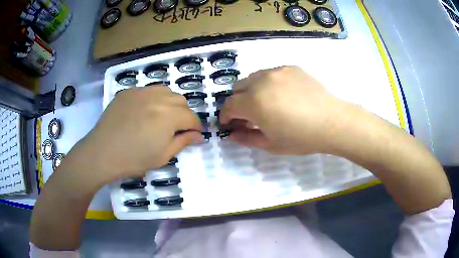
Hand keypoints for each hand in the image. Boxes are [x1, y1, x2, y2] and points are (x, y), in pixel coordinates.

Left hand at [64, 86, 201, 185]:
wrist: (102, 152)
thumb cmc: (134, 159)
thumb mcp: (163, 156)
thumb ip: (183, 142)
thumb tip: (199, 136)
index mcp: (169, 116)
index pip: (191, 117)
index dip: (195, 127)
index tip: (194, 135)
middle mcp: (158, 98)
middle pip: (181, 101)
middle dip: (184, 114)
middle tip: (176, 128)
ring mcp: (141, 91)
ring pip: (165, 91)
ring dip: (170, 103)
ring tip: (161, 117)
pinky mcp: (128, 92)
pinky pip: (147, 90)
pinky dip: (152, 99)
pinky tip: (144, 112)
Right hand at [220, 66, 343, 154]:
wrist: (332, 122)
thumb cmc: (301, 138)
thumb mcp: (271, 144)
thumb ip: (246, 138)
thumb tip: (232, 134)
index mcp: (254, 102)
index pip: (229, 106)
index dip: (225, 116)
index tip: (229, 123)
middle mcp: (261, 81)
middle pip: (237, 88)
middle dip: (237, 102)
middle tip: (248, 115)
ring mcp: (277, 71)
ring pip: (253, 77)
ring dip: (252, 91)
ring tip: (266, 104)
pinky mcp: (290, 68)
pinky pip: (271, 73)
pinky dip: (269, 84)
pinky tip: (283, 96)